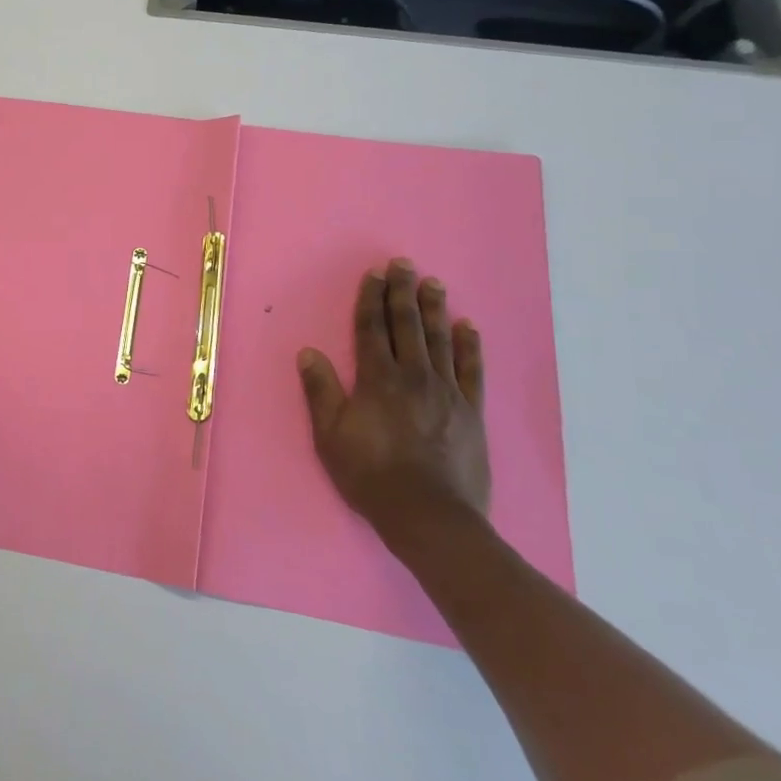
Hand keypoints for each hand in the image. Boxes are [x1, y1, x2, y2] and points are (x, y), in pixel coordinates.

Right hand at [297, 258, 490, 528]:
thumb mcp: (330, 436)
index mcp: (377, 379)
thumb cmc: (370, 475)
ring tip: (434, 283)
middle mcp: (414, 376)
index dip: (371, 299)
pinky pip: (472, 370)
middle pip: (408, 326)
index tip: (374, 274)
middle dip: (403, 293)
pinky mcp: (471, 411)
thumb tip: (308, 352)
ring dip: (435, 309)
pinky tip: (468, 326)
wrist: (429, 515)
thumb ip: (321, 391)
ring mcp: (447, 392)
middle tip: (404, 265)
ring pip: (440, 340)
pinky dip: (470, 346)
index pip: (372, 329)